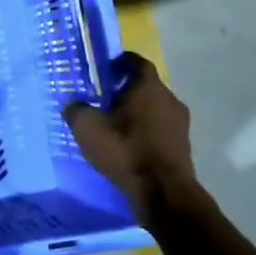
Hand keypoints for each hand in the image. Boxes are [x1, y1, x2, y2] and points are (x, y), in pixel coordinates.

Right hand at [65, 53, 212, 229]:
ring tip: (113, 124)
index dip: (121, 61)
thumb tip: (73, 104)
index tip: (105, 67)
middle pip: (146, 86)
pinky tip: (127, 145)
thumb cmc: (125, 150)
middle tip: (103, 98)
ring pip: (154, 109)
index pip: (138, 62)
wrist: (163, 193)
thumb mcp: (88, 128)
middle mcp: (170, 100)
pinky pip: (159, 129)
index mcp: (149, 88)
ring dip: (136, 112)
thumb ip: (77, 110)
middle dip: (125, 89)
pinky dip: (144, 131)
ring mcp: (180, 125)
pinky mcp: (182, 147)